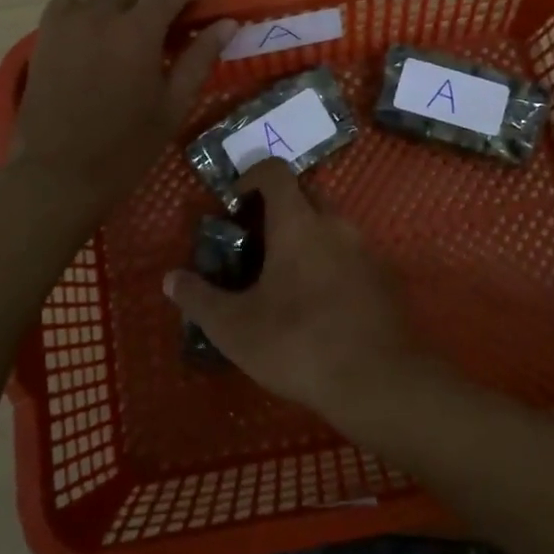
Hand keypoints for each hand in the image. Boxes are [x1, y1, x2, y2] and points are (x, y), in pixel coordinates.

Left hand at [14, 0, 233, 218]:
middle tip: (166, 33)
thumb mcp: (173, 105)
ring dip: (123, 4)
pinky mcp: (44, 36)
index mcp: (139, 30)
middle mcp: (102, 15)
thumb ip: (200, 58)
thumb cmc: (126, 146)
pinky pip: (69, 4)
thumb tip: (227, 24)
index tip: (197, 12)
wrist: (58, 173)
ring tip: (128, 37)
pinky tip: (91, 39)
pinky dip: (86, 11)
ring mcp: (68, 23)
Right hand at [164, 161, 419, 418]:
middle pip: (305, 196)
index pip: (275, 171)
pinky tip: (315, 306)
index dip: (251, 176)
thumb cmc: (297, 343)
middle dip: (277, 210)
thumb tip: (170, 279)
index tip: (234, 204)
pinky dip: (328, 265)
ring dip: (304, 239)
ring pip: (329, 227)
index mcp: (298, 222)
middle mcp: (335, 225)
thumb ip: (199, 298)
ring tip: (281, 280)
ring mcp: (365, 250)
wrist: (378, 381)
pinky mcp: (383, 279)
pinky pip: (349, 256)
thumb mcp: (234, 327)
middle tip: (254, 245)